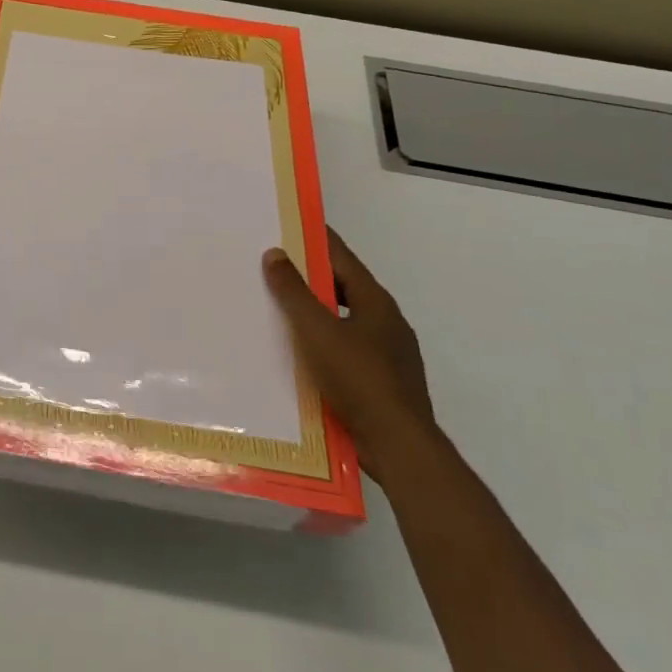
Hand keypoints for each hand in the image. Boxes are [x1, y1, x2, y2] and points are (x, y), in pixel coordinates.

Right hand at [263, 231, 438, 480]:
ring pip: (345, 319)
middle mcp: (386, 321)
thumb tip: (275, 253)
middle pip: (343, 287)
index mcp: (375, 301)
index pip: (341, 256)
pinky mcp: (383, 382)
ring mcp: (389, 353)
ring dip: (316, 312)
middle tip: (272, 266)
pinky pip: (347, 349)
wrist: (399, 447)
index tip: (288, 224)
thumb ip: (294, 292)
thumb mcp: (317, 330)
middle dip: (310, 275)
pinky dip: (323, 342)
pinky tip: (300, 353)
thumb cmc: (358, 379)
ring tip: (279, 309)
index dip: (315, 238)